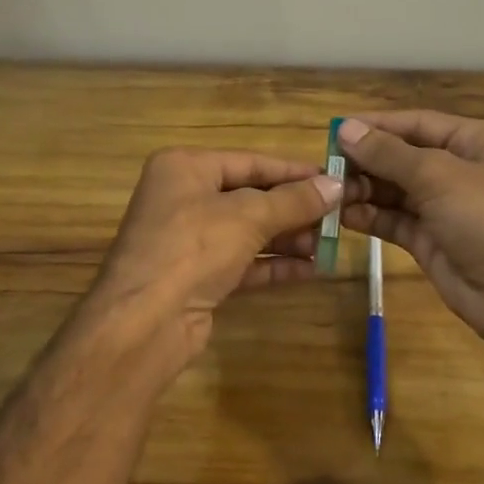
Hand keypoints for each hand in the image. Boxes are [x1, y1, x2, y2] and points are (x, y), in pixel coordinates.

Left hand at [82, 147, 342, 375]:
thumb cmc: (193, 248)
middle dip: (294, 209)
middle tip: (338, 217)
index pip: (249, 162)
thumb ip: (294, 200)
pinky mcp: (197, 277)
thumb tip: (338, 185)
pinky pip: (243, 263)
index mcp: (184, 168)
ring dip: (289, 238)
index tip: (334, 179)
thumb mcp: (248, 216)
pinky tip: (311, 269)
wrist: (145, 322)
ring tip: (330, 244)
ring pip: (248, 232)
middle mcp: (183, 198)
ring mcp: (188, 241)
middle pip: (250, 197)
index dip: (293, 172)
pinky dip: (274, 264)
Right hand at [337, 112, 483, 347]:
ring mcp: (445, 208)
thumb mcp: (439, 176)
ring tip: (330, 192)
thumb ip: (389, 154)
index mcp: (475, 142)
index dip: (377, 125)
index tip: (336, 129)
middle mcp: (460, 170)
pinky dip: (370, 216)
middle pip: (403, 157)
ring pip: (395, 190)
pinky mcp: (431, 240)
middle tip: (326, 166)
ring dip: (364, 189)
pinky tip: (343, 215)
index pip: (417, 123)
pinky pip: (394, 220)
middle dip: (366, 160)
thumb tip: (346, 129)